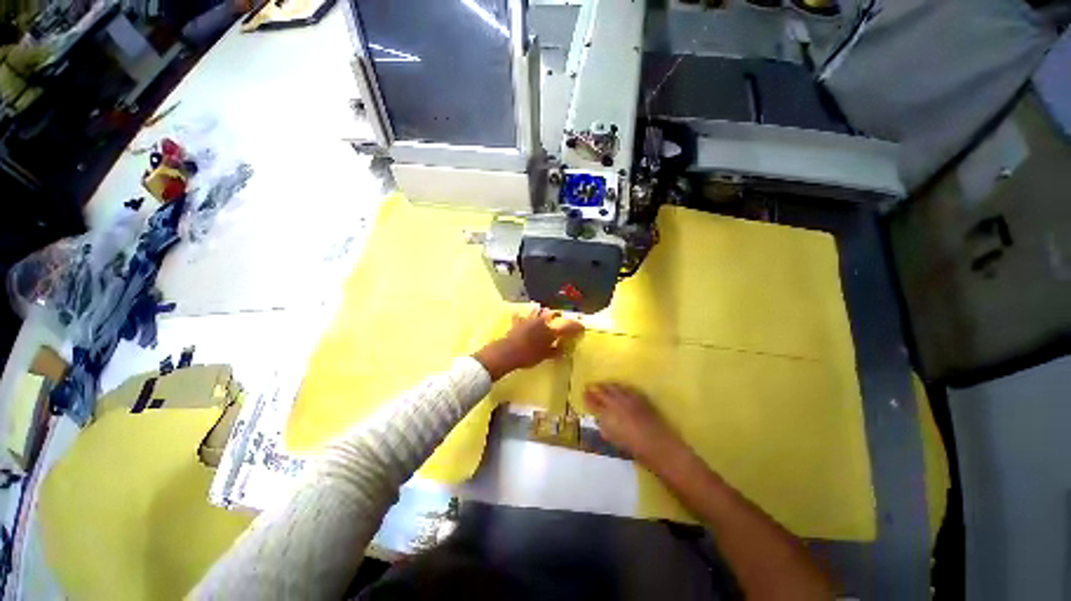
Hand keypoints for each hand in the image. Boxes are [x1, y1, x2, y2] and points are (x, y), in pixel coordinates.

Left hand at [474, 306, 584, 380]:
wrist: (507, 352)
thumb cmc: (528, 356)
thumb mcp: (545, 356)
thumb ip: (555, 351)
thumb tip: (564, 349)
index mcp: (550, 330)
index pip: (567, 326)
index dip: (576, 326)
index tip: (582, 327)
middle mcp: (541, 322)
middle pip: (552, 314)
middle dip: (558, 315)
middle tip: (562, 317)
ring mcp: (528, 320)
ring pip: (537, 311)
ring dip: (541, 312)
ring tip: (544, 310)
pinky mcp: (517, 322)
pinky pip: (519, 316)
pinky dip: (520, 315)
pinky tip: (518, 313)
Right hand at [584, 383, 683, 465]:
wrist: (657, 444)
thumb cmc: (633, 447)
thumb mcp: (613, 439)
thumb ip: (604, 426)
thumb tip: (599, 418)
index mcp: (607, 414)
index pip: (593, 402)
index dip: (587, 397)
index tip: (583, 392)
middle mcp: (616, 403)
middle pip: (603, 391)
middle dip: (595, 388)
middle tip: (589, 385)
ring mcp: (629, 398)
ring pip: (614, 387)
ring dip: (606, 385)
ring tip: (602, 384)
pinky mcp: (640, 397)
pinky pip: (627, 388)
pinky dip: (620, 387)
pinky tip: (619, 387)